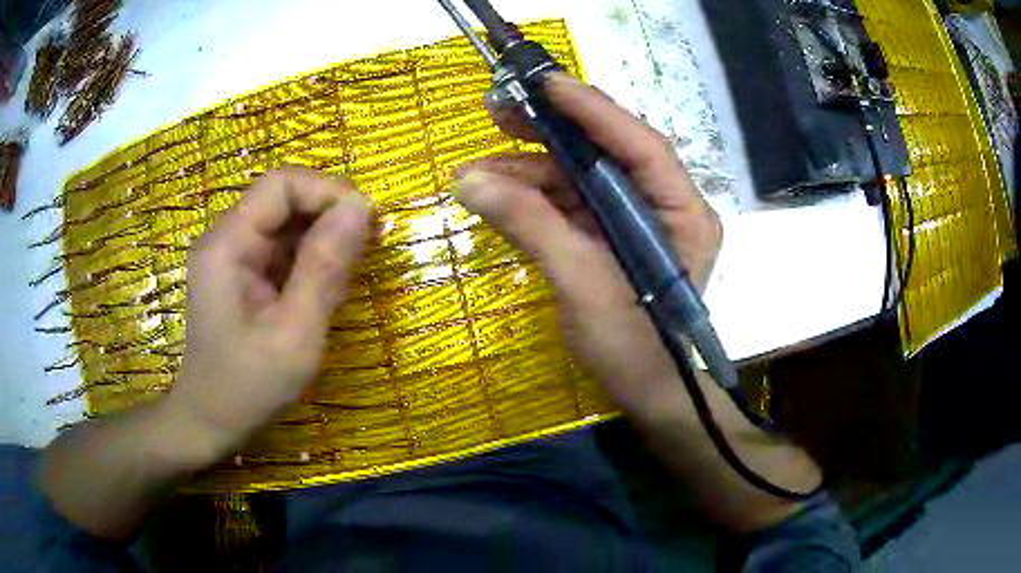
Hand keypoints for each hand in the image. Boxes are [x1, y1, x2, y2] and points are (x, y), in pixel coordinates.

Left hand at [166, 167, 372, 461]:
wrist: (211, 422)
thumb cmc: (249, 386)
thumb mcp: (295, 332)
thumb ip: (325, 266)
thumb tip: (362, 207)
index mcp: (228, 244)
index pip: (281, 184)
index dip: (327, 191)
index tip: (368, 222)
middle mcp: (228, 238)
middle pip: (284, 198)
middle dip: (329, 215)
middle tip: (368, 250)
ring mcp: (234, 256)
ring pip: (287, 223)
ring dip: (324, 239)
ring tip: (349, 275)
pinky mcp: (243, 275)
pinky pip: (283, 249)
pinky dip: (312, 260)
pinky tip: (325, 290)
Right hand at [454, 73, 722, 421]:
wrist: (645, 393)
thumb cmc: (632, 349)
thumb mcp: (582, 286)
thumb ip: (531, 227)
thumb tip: (468, 181)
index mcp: (683, 212)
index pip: (641, 145)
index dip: (593, 110)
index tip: (545, 83)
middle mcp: (665, 204)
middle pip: (609, 151)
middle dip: (554, 131)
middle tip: (501, 109)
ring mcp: (637, 219)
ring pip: (583, 176)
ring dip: (531, 169)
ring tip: (477, 169)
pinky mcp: (612, 235)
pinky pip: (571, 203)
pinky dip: (534, 197)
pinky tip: (497, 193)